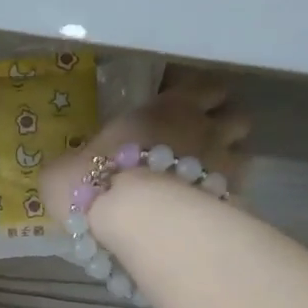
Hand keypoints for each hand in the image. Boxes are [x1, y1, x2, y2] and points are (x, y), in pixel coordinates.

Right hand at [41, 75, 250, 233]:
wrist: (133, 220)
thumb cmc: (96, 180)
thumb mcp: (64, 170)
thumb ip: (72, 166)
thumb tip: (64, 172)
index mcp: (169, 107)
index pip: (204, 86)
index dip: (198, 95)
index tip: (182, 106)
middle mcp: (205, 129)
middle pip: (236, 117)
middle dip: (223, 127)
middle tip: (199, 143)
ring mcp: (223, 166)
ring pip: (244, 154)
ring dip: (228, 162)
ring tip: (204, 179)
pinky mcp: (230, 202)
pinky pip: (235, 194)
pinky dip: (224, 199)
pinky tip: (204, 212)